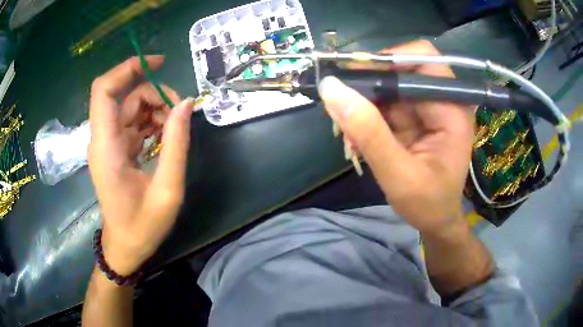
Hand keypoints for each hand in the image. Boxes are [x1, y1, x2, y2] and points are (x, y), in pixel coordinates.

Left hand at [88, 56, 193, 275]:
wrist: (125, 246)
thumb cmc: (142, 226)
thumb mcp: (167, 189)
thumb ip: (176, 144)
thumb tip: (186, 104)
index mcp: (106, 147)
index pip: (104, 90)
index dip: (128, 68)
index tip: (158, 62)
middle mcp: (102, 139)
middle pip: (125, 96)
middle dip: (154, 94)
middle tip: (180, 112)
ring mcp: (108, 144)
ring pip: (130, 107)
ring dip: (155, 109)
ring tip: (175, 129)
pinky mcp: (115, 149)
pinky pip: (132, 122)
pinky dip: (151, 122)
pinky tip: (165, 137)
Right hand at [319, 40, 473, 234]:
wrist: (436, 220)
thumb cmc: (427, 204)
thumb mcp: (398, 175)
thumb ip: (369, 133)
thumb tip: (332, 89)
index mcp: (452, 108)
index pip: (422, 59)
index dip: (387, 60)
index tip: (353, 78)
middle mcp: (442, 99)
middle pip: (401, 67)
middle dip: (368, 84)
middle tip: (341, 107)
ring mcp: (427, 106)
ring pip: (388, 84)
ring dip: (363, 102)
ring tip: (348, 132)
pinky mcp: (414, 115)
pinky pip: (384, 101)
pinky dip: (365, 114)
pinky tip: (356, 137)